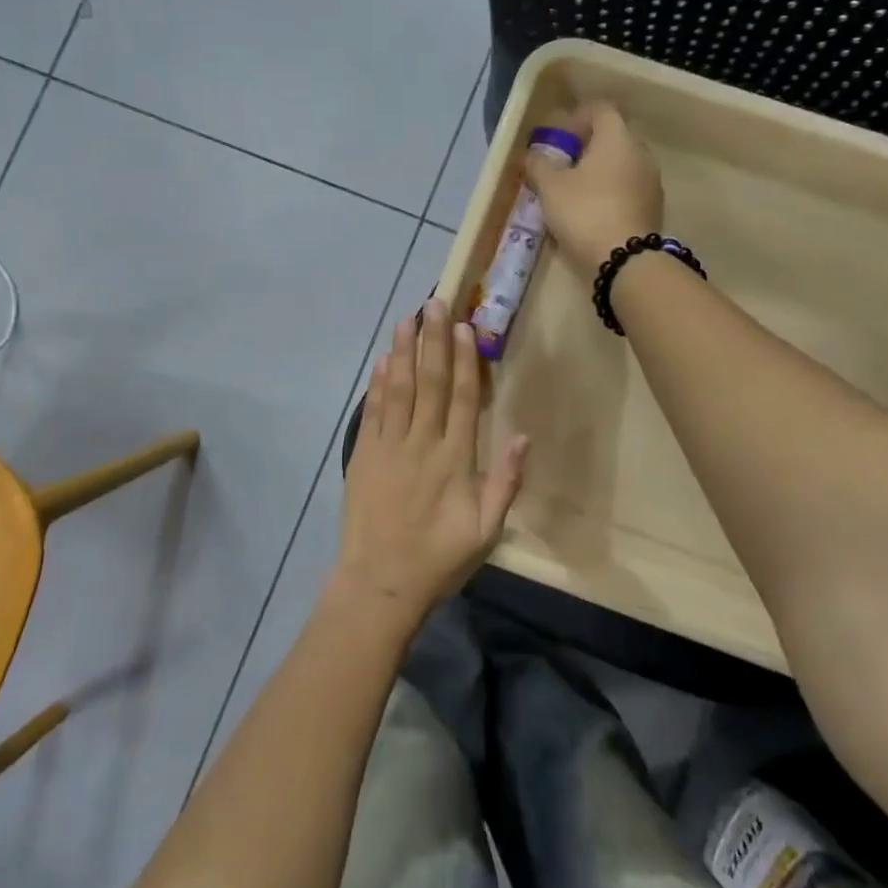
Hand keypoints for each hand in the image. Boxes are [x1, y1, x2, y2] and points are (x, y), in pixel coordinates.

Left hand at [334, 299, 529, 628]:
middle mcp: (421, 444)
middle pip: (429, 383)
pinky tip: (382, 362)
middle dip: (433, 341)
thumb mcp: (487, 531)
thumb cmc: (439, 560)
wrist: (380, 584)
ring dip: (403, 352)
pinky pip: (372, 413)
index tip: (465, 327)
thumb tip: (524, 437)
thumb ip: (505, 482)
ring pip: (398, 390)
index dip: (464, 360)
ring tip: (407, 320)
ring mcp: (388, 448)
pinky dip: (377, 385)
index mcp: (455, 460)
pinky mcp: (363, 457)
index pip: (461, 399)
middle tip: (434, 303)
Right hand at [520, 101, 663, 278]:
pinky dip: (611, 193)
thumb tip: (531, 155)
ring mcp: (652, 181)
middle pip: (613, 137)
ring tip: (575, 194)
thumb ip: (538, 165)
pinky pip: (629, 189)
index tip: (559, 137)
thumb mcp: (550, 187)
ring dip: (599, 173)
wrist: (625, 260)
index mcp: (618, 138)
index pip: (600, 109)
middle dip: (587, 147)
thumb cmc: (585, 212)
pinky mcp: (654, 208)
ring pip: (622, 165)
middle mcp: (641, 153)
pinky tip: (592, 214)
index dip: (577, 117)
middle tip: (562, 166)